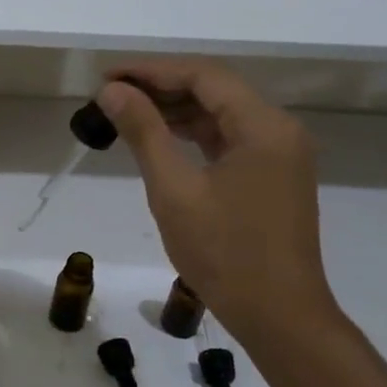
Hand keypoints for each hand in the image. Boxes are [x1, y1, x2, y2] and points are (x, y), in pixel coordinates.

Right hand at [98, 60, 342, 348]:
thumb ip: (144, 132)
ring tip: (125, 113)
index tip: (107, 76)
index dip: (151, 70)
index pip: (203, 76)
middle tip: (110, 94)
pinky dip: (193, 135)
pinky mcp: (272, 176)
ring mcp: (279, 154)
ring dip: (174, 110)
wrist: (279, 316)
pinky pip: (229, 140)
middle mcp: (279, 130)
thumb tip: (113, 91)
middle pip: (214, 90)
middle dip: (160, 88)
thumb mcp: (174, 190)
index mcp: (263, 126)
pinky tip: (159, 139)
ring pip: (221, 115)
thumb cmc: (225, 253)